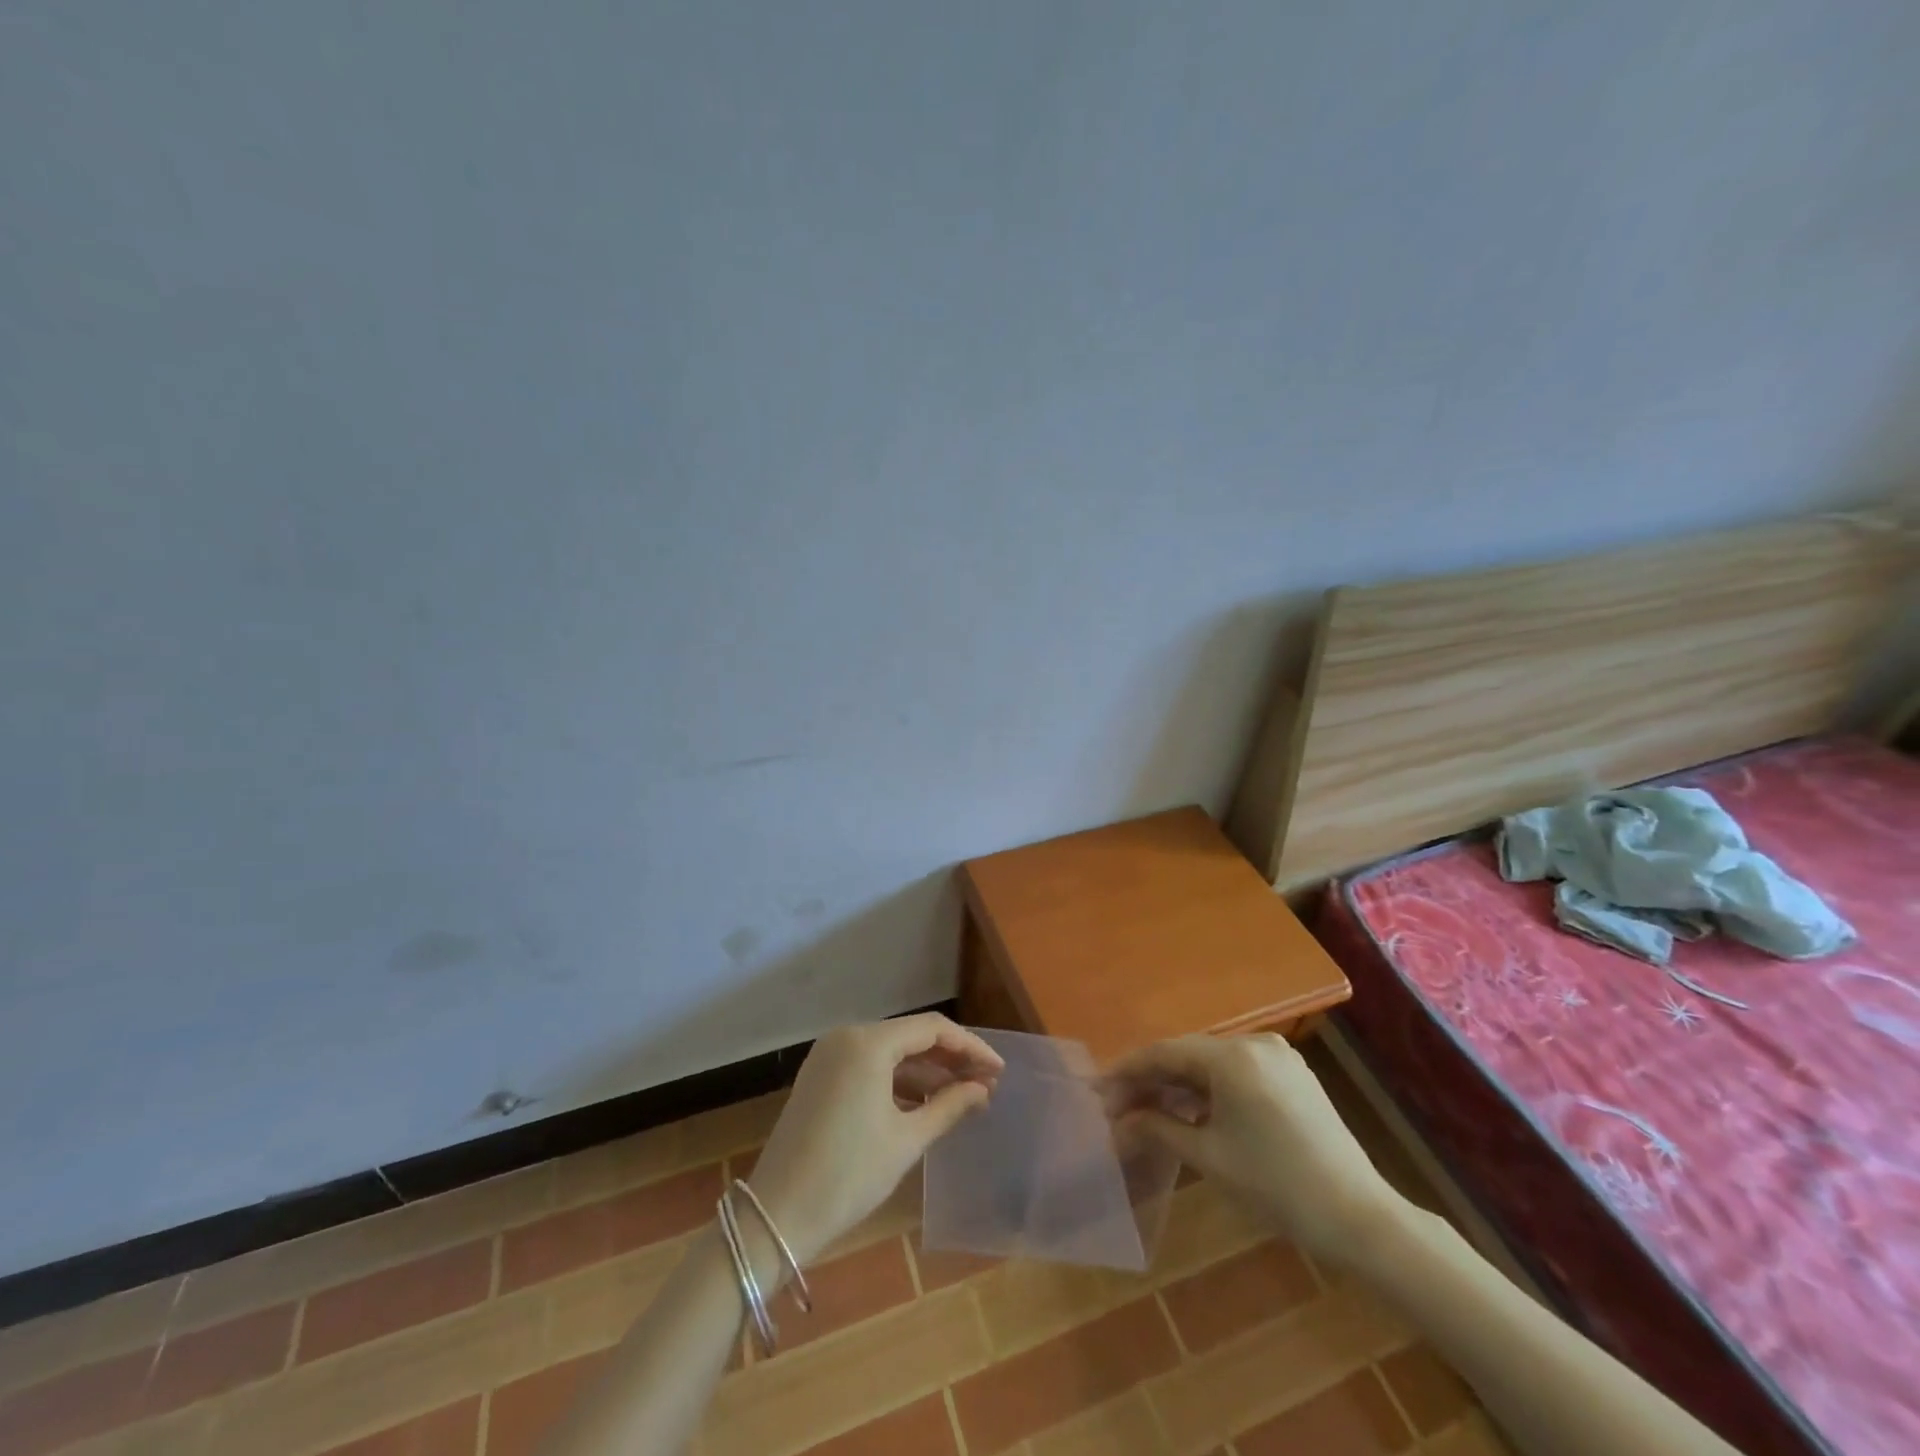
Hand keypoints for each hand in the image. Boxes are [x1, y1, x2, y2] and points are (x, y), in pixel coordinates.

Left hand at [746, 1014, 1003, 1264]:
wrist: (777, 1215)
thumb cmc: (849, 1175)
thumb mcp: (907, 1140)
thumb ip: (949, 1106)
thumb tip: (983, 1089)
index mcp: (867, 1042)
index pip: (932, 1029)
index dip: (970, 1047)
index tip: (998, 1070)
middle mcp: (846, 1036)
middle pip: (910, 1036)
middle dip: (949, 1059)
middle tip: (985, 1084)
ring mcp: (829, 1055)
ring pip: (890, 1052)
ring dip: (926, 1071)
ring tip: (962, 1096)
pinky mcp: (820, 1076)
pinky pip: (869, 1066)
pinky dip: (898, 1080)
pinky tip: (924, 1104)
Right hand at [1104, 1033, 1407, 1264]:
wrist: (1360, 1217)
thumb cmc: (1277, 1186)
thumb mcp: (1209, 1157)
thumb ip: (1158, 1128)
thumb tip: (1119, 1121)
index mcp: (1233, 1056)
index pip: (1164, 1052)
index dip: (1127, 1070)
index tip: (1098, 1091)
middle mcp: (1255, 1042)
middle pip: (1187, 1054)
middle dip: (1151, 1079)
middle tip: (1118, 1106)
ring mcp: (1277, 1056)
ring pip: (1211, 1062)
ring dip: (1178, 1084)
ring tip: (1147, 1110)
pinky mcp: (1291, 1074)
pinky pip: (1236, 1071)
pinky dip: (1209, 1088)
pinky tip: (1189, 1109)